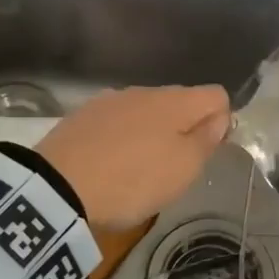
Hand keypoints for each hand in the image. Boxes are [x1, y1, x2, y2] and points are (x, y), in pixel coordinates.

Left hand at [38, 85, 229, 228]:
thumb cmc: (133, 180)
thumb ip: (207, 139)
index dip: (221, 120)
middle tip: (176, 166)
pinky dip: (123, 137)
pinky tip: (111, 162)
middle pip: (180, 101)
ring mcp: (110, 100)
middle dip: (185, 127)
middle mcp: (144, 91)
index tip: (208, 151)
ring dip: (152, 131)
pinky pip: (117, 121)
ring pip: (146, 110)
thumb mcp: (183, 169)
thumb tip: (220, 117)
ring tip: (141, 167)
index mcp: (175, 101)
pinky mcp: (82, 116)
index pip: (216, 94)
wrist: (57, 187)